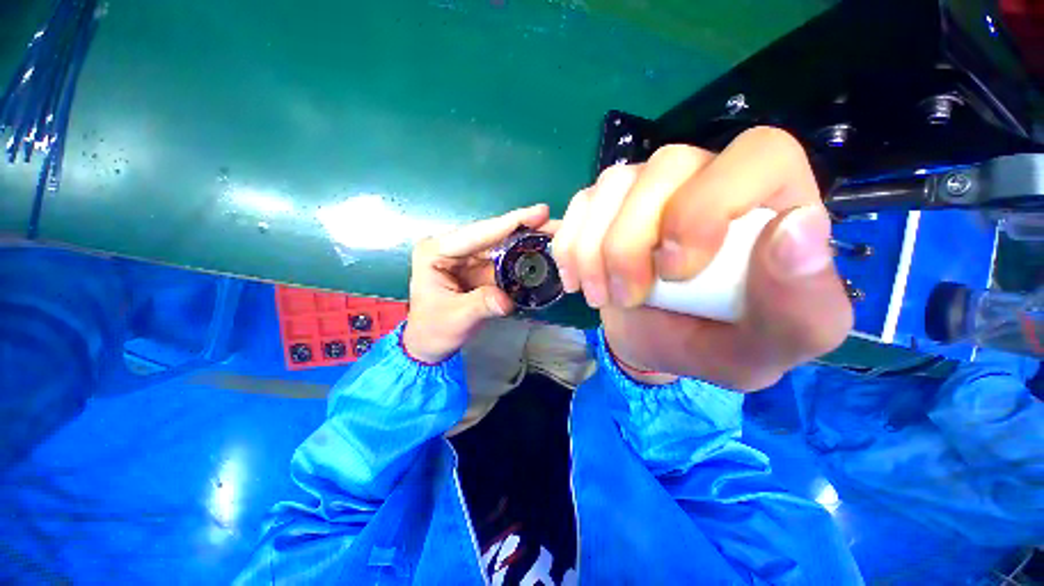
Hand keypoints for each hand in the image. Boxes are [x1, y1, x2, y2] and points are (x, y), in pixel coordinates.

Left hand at [402, 204, 554, 363]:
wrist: (429, 344)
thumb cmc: (433, 329)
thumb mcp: (456, 318)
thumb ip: (481, 305)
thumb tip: (507, 300)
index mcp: (436, 251)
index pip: (477, 234)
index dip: (509, 223)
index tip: (540, 212)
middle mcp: (451, 248)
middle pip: (492, 234)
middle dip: (523, 228)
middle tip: (553, 222)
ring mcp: (465, 257)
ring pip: (500, 244)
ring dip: (525, 240)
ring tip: (552, 233)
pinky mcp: (477, 268)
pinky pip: (502, 259)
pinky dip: (520, 257)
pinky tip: (539, 251)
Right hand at [551, 127, 852, 389]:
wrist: (661, 343)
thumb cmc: (724, 343)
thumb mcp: (776, 344)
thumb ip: (801, 301)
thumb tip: (798, 227)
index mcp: (773, 201)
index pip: (758, 155)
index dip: (708, 206)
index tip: (676, 271)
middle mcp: (708, 178)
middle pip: (664, 168)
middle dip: (631, 243)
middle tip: (627, 297)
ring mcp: (649, 187)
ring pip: (612, 185)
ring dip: (593, 250)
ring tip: (601, 296)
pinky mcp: (607, 206)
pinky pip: (580, 205)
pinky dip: (569, 246)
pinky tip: (576, 280)